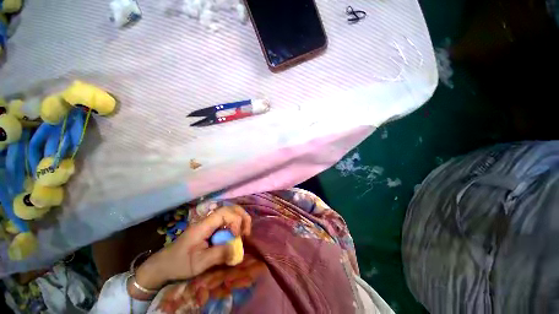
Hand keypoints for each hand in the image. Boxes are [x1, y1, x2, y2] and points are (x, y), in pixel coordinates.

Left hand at [128, 205, 250, 299]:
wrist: (164, 265)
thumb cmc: (179, 264)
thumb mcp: (199, 263)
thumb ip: (219, 255)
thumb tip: (238, 250)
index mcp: (203, 225)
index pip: (224, 213)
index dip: (235, 220)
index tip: (237, 236)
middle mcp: (208, 220)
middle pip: (230, 208)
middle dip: (242, 217)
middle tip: (247, 231)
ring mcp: (210, 223)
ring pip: (230, 213)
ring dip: (240, 220)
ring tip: (243, 233)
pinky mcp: (211, 228)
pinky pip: (227, 221)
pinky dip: (236, 225)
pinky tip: (236, 235)